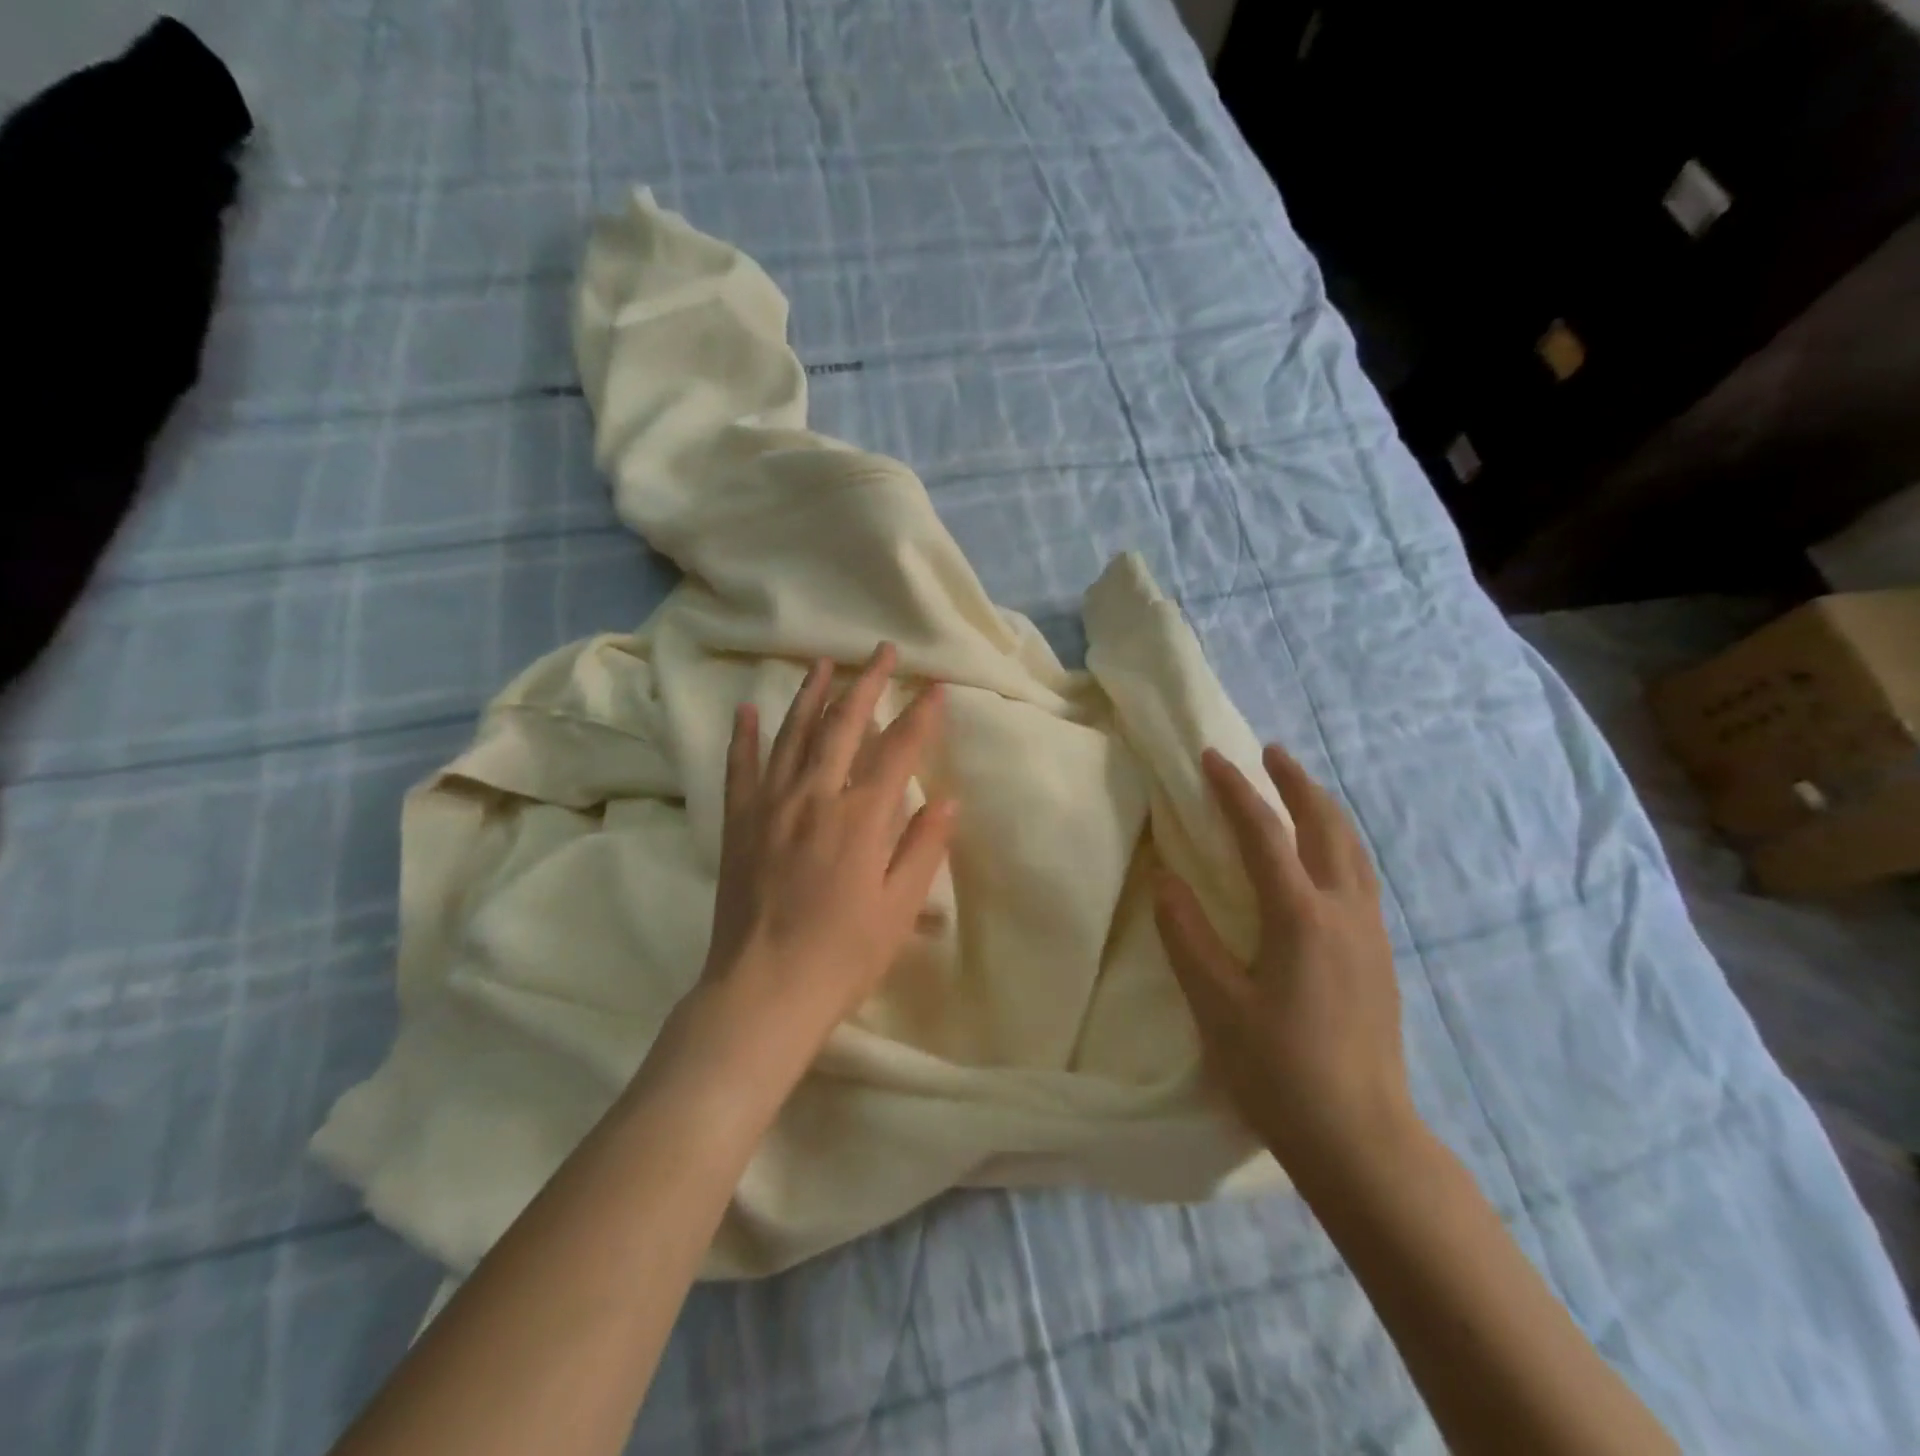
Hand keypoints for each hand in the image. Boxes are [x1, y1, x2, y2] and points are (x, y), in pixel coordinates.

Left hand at [699, 643, 954, 1057]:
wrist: (762, 992)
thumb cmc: (842, 956)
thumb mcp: (899, 908)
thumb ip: (923, 848)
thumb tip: (948, 798)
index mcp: (860, 818)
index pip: (898, 751)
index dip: (921, 716)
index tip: (936, 687)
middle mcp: (814, 797)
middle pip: (843, 726)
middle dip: (867, 683)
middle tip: (882, 651)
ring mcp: (769, 806)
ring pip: (792, 734)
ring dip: (810, 694)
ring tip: (824, 662)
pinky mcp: (737, 822)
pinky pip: (740, 767)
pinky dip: (744, 736)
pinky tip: (747, 708)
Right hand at [1154, 745, 1414, 1185]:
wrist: (1362, 1138)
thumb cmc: (1280, 1071)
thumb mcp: (1216, 1004)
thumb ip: (1188, 936)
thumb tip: (1165, 879)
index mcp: (1300, 916)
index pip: (1263, 834)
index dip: (1235, 791)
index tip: (1212, 758)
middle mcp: (1343, 911)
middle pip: (1325, 826)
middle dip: (1296, 784)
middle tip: (1271, 753)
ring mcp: (1369, 932)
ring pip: (1353, 849)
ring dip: (1324, 809)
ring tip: (1301, 791)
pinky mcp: (1380, 956)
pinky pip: (1360, 876)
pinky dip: (1339, 844)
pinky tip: (1324, 858)